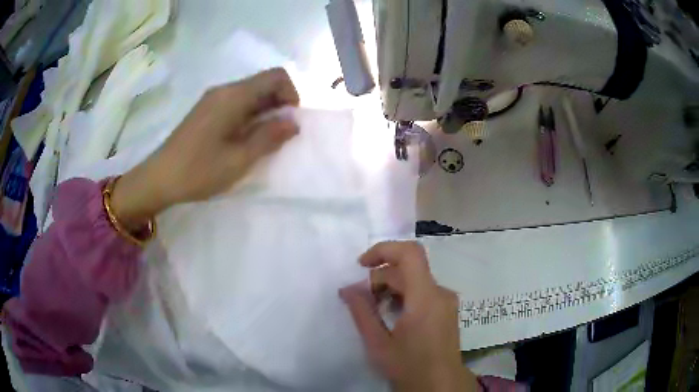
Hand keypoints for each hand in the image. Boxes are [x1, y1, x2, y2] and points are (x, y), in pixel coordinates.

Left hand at [110, 68, 299, 228]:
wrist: (160, 178)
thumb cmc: (199, 170)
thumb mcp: (239, 159)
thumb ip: (269, 137)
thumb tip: (294, 122)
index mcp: (233, 96)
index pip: (276, 76)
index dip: (291, 94)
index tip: (289, 121)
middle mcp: (224, 90)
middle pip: (263, 83)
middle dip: (279, 105)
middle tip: (279, 136)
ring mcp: (213, 99)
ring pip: (250, 94)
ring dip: (264, 112)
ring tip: (262, 141)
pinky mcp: (206, 110)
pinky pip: (237, 104)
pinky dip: (249, 116)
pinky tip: (244, 139)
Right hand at [340, 242, 477, 391]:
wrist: (440, 386)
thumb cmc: (409, 367)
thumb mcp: (378, 343)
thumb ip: (362, 312)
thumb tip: (347, 288)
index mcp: (426, 298)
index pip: (410, 254)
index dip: (384, 250)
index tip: (361, 265)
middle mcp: (440, 293)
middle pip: (408, 269)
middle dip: (380, 277)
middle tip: (360, 299)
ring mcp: (446, 301)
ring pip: (415, 280)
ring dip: (390, 287)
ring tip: (373, 309)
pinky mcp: (446, 309)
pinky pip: (422, 291)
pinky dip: (403, 295)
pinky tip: (391, 314)